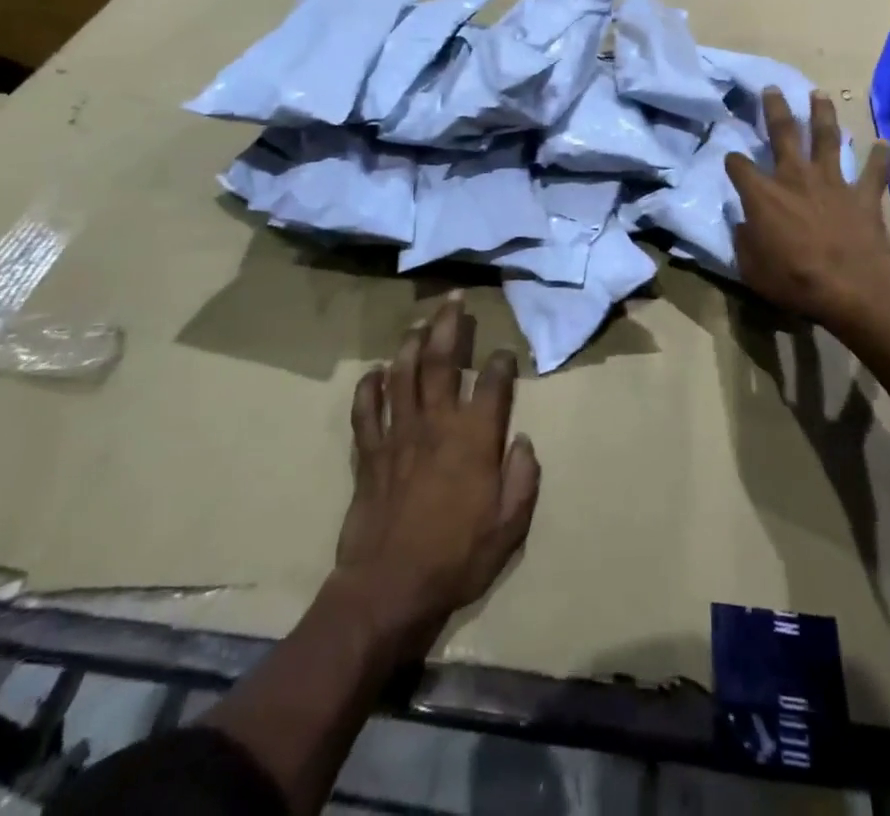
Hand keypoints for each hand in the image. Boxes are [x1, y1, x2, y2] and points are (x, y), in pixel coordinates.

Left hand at [334, 293, 539, 663]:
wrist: (389, 590)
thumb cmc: (456, 558)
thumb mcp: (509, 526)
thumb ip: (523, 479)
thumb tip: (523, 441)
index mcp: (473, 438)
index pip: (491, 383)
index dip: (501, 362)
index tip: (505, 352)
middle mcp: (435, 424)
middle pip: (440, 361)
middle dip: (449, 325)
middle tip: (454, 298)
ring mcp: (398, 435)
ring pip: (402, 374)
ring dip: (410, 343)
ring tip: (419, 321)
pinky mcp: (369, 453)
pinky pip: (366, 410)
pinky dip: (369, 387)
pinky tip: (375, 372)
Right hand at [725, 87, 889, 334]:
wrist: (852, 287)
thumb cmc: (794, 280)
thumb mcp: (751, 268)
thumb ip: (745, 241)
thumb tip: (743, 225)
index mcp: (763, 195)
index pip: (739, 167)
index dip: (732, 161)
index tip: (731, 159)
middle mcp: (795, 177)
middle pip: (783, 133)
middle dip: (775, 109)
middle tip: (772, 88)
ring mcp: (833, 182)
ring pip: (827, 138)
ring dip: (823, 114)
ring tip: (820, 94)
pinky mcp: (863, 195)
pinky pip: (875, 171)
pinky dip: (881, 156)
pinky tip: (885, 142)